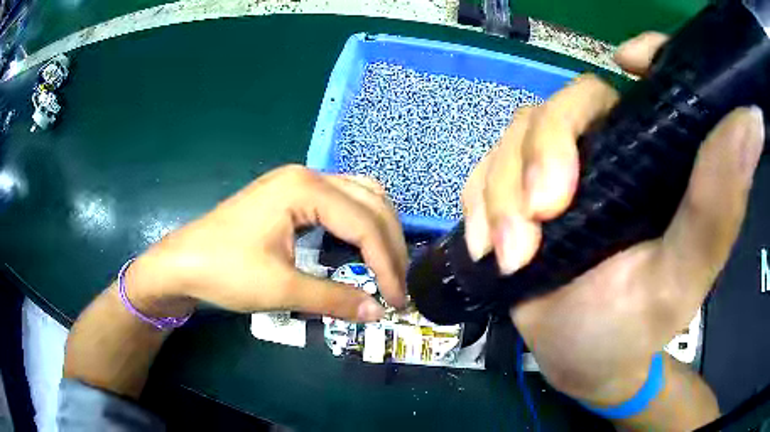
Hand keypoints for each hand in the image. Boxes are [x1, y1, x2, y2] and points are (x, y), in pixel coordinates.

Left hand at [126, 165, 407, 321]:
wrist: (182, 262)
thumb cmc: (225, 271)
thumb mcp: (281, 288)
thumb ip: (334, 299)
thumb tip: (378, 312)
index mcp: (305, 189)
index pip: (364, 223)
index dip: (388, 263)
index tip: (398, 298)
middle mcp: (308, 175)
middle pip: (371, 200)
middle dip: (391, 242)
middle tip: (398, 282)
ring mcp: (298, 181)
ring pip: (360, 195)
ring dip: (379, 229)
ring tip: (387, 264)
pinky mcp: (291, 194)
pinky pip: (341, 201)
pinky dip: (359, 223)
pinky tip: (361, 246)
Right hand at [462, 32, 764, 403]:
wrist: (579, 359)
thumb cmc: (632, 328)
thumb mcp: (680, 277)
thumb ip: (717, 206)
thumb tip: (752, 118)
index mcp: (656, 159)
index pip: (650, 82)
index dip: (642, 56)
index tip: (626, 64)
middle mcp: (610, 150)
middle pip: (563, 105)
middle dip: (541, 155)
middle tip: (538, 219)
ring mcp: (558, 169)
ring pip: (515, 137)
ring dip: (500, 193)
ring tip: (509, 254)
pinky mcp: (517, 193)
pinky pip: (483, 171)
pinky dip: (478, 201)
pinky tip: (485, 243)